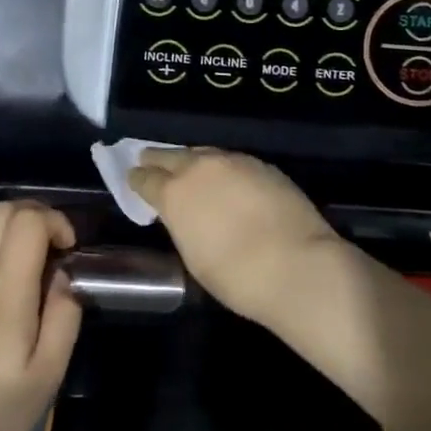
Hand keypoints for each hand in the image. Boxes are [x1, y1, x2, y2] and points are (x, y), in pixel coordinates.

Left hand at [0, 200, 81, 430]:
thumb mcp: (47, 378)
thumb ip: (64, 318)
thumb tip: (65, 276)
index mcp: (5, 293)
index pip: (28, 222)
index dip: (56, 221)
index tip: (70, 250)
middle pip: (4, 210)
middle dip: (37, 215)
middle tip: (53, 246)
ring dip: (8, 221)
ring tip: (24, 250)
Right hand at [126, 148, 341, 322]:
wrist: (297, 265)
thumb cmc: (236, 276)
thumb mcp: (194, 256)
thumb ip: (183, 225)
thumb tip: (185, 214)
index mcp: (175, 193)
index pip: (146, 178)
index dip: (137, 179)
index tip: (133, 177)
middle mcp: (200, 168)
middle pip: (171, 155)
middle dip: (158, 159)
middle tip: (148, 161)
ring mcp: (234, 161)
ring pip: (203, 153)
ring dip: (191, 160)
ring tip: (188, 168)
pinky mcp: (262, 165)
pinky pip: (231, 161)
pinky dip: (222, 167)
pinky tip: (225, 178)